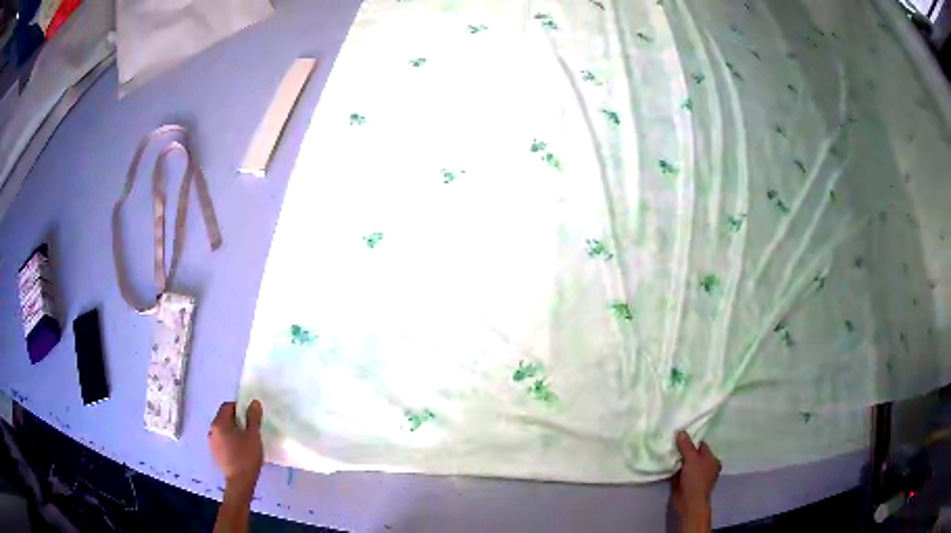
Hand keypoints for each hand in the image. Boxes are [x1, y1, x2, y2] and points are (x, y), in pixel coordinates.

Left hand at [209, 400, 263, 490]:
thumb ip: (253, 418)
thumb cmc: (246, 457)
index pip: (227, 406)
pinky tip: (239, 451)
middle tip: (250, 429)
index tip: (251, 417)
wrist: (239, 482)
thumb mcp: (253, 436)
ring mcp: (211, 442)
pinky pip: (221, 440)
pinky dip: (229, 441)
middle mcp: (212, 429)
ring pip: (222, 430)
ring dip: (233, 431)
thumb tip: (254, 402)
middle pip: (224, 417)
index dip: (240, 407)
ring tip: (246, 441)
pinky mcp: (214, 453)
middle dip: (236, 420)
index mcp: (219, 423)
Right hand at [670, 430, 720, 530]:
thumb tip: (681, 431)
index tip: (679, 434)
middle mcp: (705, 466)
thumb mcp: (692, 460)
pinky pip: (678, 471)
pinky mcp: (684, 482)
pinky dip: (673, 468)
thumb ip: (686, 446)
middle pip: (692, 453)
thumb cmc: (696, 479)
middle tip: (670, 441)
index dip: (691, 439)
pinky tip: (665, 462)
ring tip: (666, 450)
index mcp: (712, 459)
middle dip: (682, 449)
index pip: (701, 445)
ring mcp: (694, 475)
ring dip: (676, 459)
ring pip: (684, 463)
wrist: (689, 502)